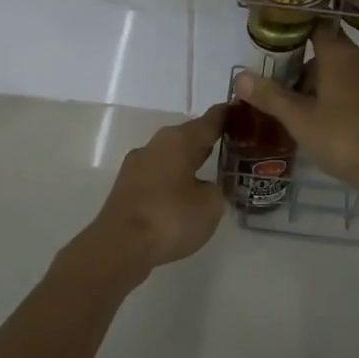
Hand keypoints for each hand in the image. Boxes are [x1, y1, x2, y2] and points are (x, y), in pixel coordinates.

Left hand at [65, 104, 228, 287]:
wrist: (119, 246)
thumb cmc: (170, 217)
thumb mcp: (210, 205)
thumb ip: (213, 190)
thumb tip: (202, 188)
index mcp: (179, 140)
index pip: (209, 121)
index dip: (226, 116)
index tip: (239, 111)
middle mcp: (155, 145)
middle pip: (187, 137)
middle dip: (205, 141)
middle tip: (229, 144)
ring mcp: (136, 166)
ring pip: (169, 157)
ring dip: (186, 162)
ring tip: (206, 172)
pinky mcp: (125, 188)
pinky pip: (157, 176)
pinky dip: (171, 181)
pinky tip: (180, 196)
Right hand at [232, 21, 358, 197]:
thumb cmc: (345, 138)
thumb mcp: (300, 120)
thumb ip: (271, 96)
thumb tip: (239, 76)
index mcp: (339, 54)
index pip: (317, 28)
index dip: (298, 34)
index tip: (280, 49)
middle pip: (330, 53)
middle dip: (308, 72)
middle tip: (287, 99)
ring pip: (347, 73)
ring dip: (327, 87)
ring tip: (309, 117)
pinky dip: (347, 99)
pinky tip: (337, 127)